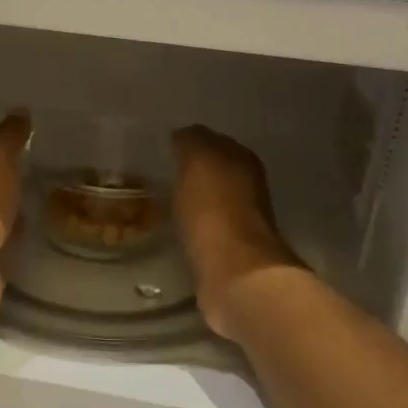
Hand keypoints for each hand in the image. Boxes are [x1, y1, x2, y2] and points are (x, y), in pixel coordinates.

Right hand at [170, 125, 301, 339]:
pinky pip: (205, 227)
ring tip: (162, 200)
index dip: (191, 142)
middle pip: (215, 171)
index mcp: (243, 160)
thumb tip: (183, 134)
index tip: (165, 148)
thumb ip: (192, 141)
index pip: (214, 141)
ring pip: (210, 200)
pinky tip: (174, 227)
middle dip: (192, 171)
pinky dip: (192, 225)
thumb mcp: (199, 161)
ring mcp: (240, 221)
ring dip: (192, 199)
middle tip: (160, 172)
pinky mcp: (228, 252)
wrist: (234, 272)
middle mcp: (248, 187)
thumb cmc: (215, 210)